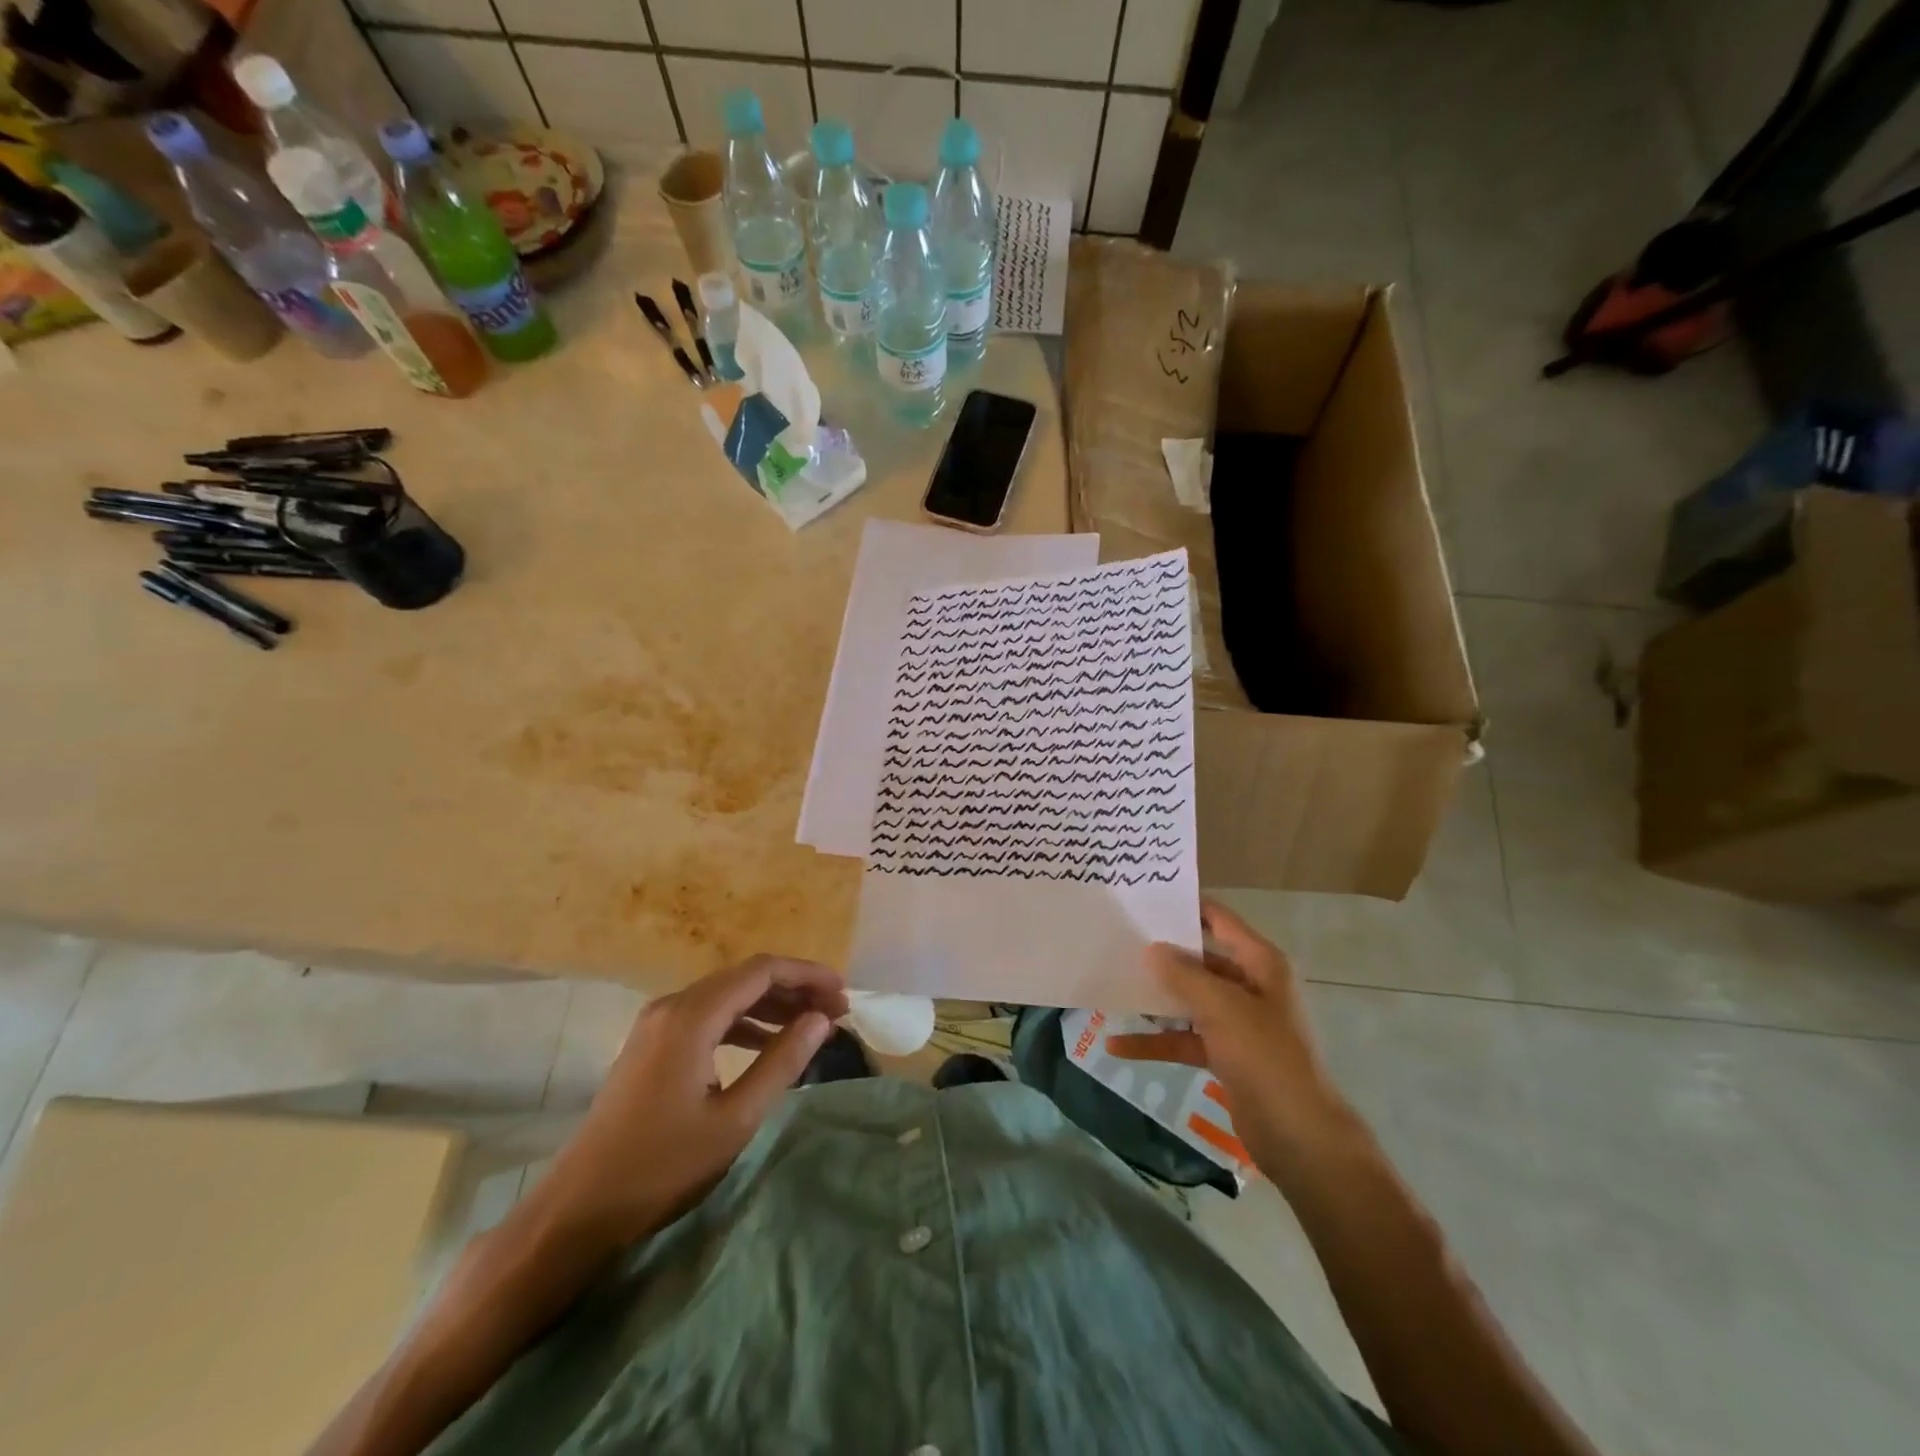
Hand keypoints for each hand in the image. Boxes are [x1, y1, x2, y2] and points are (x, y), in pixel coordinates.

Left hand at [537, 955, 845, 1244]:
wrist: (578, 1210)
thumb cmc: (661, 1167)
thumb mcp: (736, 1119)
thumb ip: (783, 1062)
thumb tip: (821, 1020)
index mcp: (692, 1016)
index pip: (762, 971)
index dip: (808, 976)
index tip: (843, 995)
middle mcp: (673, 1005)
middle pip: (745, 978)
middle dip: (794, 990)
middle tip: (835, 1013)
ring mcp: (657, 1023)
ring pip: (727, 996)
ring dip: (771, 1006)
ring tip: (811, 1025)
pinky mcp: (652, 1044)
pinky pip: (708, 1016)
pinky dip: (744, 1023)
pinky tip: (767, 1044)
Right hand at [1107, 899, 1354, 1179]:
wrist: (1299, 1135)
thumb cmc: (1266, 1056)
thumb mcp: (1222, 1007)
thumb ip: (1184, 975)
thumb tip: (1153, 949)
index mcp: (1261, 964)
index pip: (1222, 922)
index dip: (1189, 908)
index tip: (1148, 898)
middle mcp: (1251, 987)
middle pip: (1201, 961)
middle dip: (1164, 956)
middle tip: (1120, 941)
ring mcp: (1238, 1023)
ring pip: (1190, 1001)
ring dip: (1156, 999)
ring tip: (1113, 987)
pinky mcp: (1226, 1056)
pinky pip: (1185, 1039)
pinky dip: (1156, 1041)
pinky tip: (1118, 1046)